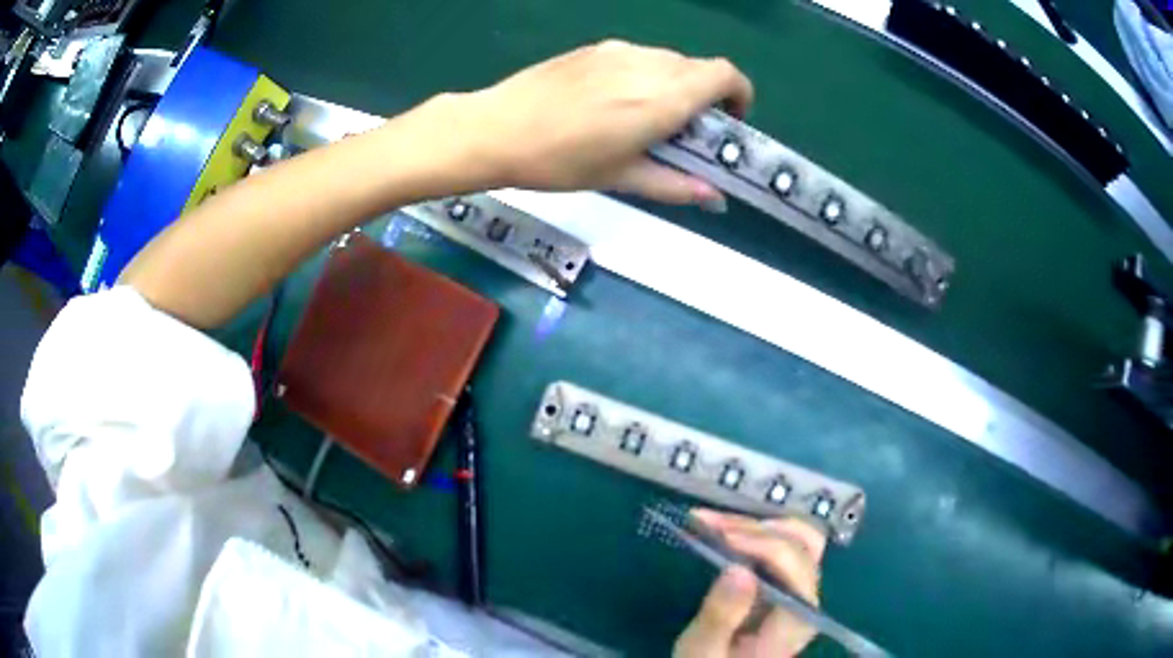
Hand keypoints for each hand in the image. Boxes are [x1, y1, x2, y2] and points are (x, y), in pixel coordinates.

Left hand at [457, 39, 752, 204]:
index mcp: (664, 96)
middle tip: (683, 131)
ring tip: (644, 119)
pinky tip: (613, 102)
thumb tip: (713, 197)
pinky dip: (645, 76)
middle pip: (700, 68)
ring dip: (674, 86)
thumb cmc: (561, 160)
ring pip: (668, 61)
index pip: (726, 74)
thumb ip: (675, 184)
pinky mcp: (594, 48)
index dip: (739, 95)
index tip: (726, 123)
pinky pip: (637, 57)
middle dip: (705, 97)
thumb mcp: (621, 178)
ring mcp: (619, 51)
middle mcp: (649, 64)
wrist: (496, 128)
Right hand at [674, 510, 826, 657]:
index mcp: (796, 617)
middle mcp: (808, 597)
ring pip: (798, 536)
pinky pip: (784, 545)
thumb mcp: (704, 650)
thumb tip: (738, 568)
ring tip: (713, 523)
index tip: (718, 536)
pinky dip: (755, 532)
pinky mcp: (787, 585)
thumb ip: (721, 616)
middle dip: (756, 527)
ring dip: (756, 524)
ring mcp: (801, 588)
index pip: (794, 563)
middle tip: (710, 525)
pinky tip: (725, 531)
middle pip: (803, 542)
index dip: (760, 542)